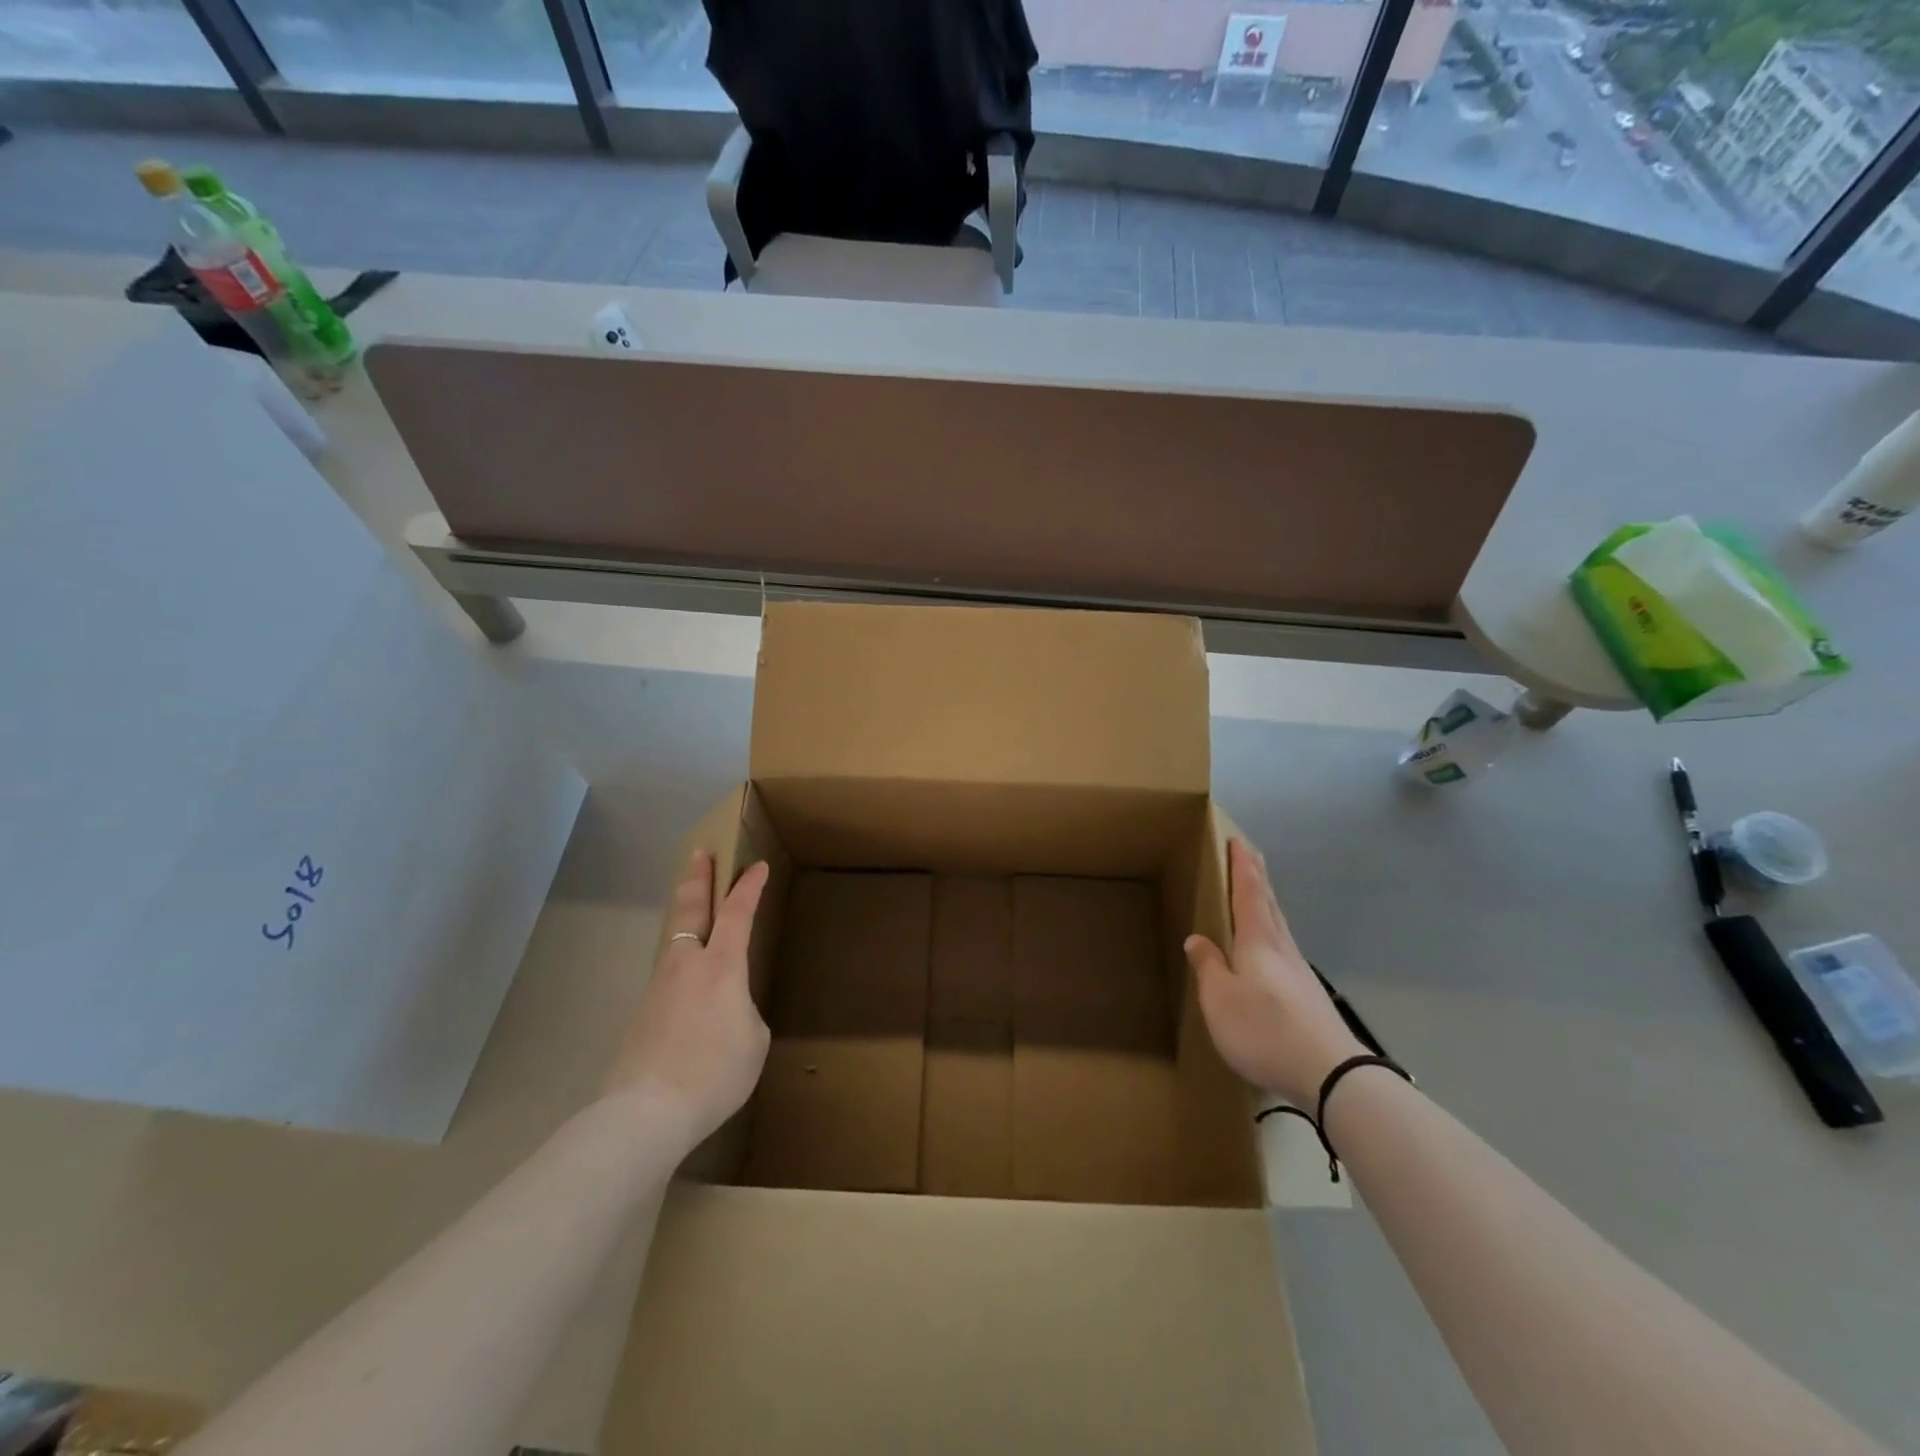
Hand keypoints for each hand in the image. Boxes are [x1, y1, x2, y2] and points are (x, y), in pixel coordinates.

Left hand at [603, 850, 770, 1153]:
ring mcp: (660, 986)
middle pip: (691, 909)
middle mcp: (688, 965)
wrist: (647, 1113)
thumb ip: (743, 1011)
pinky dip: (680, 958)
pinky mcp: (643, 1012)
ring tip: (695, 907)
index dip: (749, 887)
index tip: (756, 866)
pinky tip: (687, 980)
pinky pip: (668, 972)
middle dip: (698, 879)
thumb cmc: (714, 1072)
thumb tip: (726, 1010)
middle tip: (700, 854)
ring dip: (685, 915)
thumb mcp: (753, 1040)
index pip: (739, 914)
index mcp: (722, 967)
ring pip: (675, 939)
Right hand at [1184, 838, 1366, 1107]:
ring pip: (1280, 926)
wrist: (1330, 1074)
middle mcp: (1282, 949)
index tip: (1238, 841)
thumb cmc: (1264, 1029)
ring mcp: (1300, 972)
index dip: (1243, 867)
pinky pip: (1284, 949)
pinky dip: (1273, 933)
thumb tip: (1197, 939)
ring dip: (1268, 904)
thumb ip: (1208, 967)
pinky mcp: (1308, 996)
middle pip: (1270, 904)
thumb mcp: (1220, 999)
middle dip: (1258, 879)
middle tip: (1251, 856)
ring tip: (1258, 895)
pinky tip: (1270, 949)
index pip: (1249, 893)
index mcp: (1258, 941)